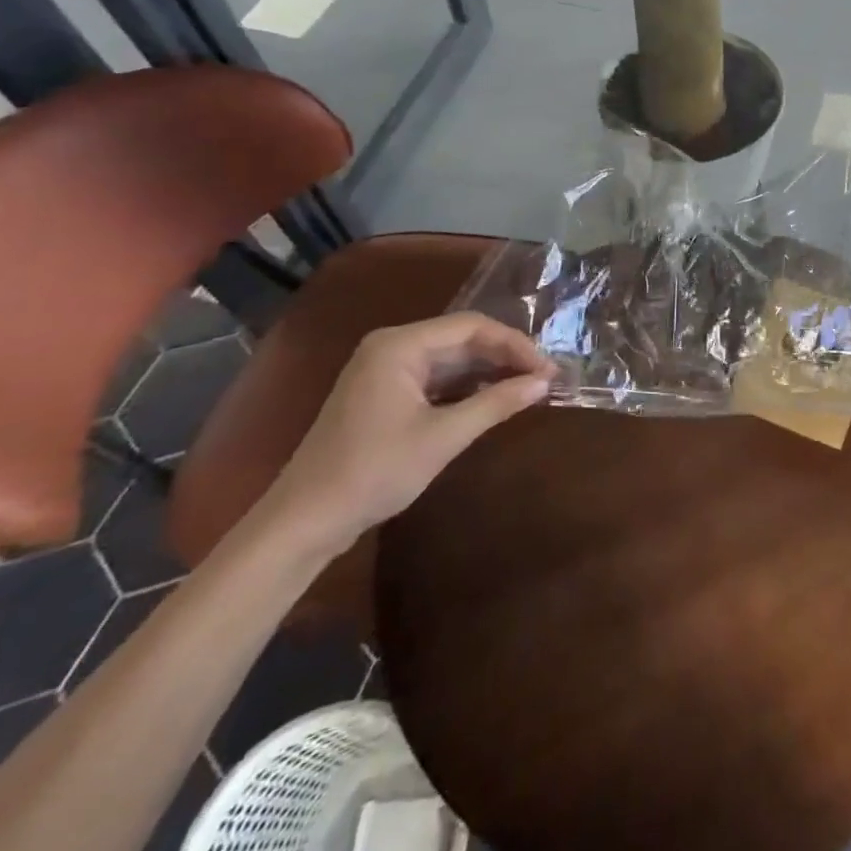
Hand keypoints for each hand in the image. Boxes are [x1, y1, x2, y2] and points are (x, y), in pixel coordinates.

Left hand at [262, 313, 556, 555]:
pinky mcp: (384, 395)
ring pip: (451, 360)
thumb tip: (544, 383)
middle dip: (505, 357)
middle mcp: (392, 347)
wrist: (303, 524)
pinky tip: (493, 400)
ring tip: (528, 388)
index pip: (472, 327)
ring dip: (489, 372)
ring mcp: (385, 371)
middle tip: (544, 379)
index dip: (515, 344)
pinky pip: (435, 379)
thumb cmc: (373, 472)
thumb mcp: (443, 437)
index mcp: (399, 345)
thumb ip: (497, 404)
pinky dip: (466, 388)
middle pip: (462, 339)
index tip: (547, 370)